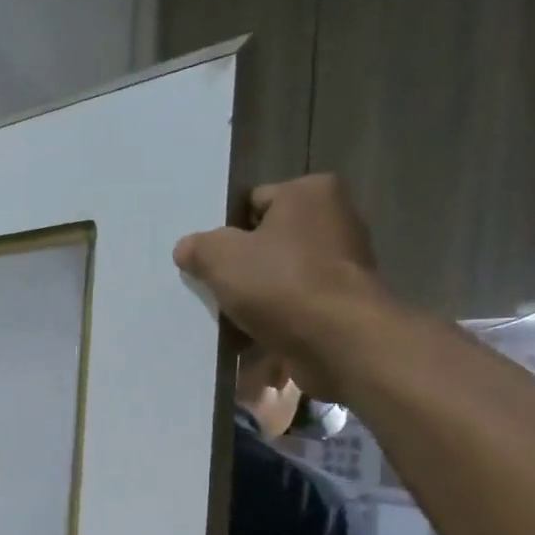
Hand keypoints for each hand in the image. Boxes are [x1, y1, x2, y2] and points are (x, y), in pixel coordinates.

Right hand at [172, 176, 393, 401]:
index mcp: (310, 192)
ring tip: (232, 317)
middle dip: (243, 266)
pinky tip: (254, 336)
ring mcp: (345, 262)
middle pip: (268, 241)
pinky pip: (298, 303)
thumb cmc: (282, 285)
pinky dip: (278, 317)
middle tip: (217, 289)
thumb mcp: (221, 258)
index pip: (252, 203)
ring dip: (257, 296)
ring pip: (281, 275)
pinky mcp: (346, 300)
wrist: (340, 342)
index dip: (226, 232)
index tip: (211, 262)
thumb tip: (188, 248)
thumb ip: (199, 247)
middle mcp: (335, 218)